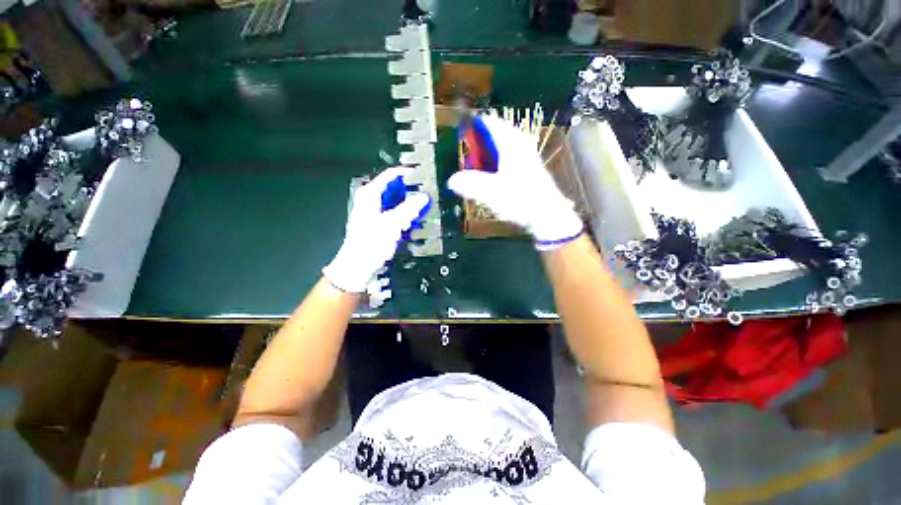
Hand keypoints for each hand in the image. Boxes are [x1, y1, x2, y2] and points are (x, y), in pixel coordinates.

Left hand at [323, 167, 429, 292]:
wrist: (359, 265)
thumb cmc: (369, 244)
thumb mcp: (392, 224)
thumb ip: (409, 209)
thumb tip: (424, 196)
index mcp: (370, 194)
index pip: (390, 175)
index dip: (407, 173)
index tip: (423, 175)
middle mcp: (371, 199)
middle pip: (395, 188)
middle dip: (410, 192)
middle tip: (426, 196)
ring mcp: (375, 211)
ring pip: (396, 201)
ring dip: (409, 205)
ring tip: (421, 210)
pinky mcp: (379, 222)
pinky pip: (395, 213)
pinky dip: (404, 215)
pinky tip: (412, 222)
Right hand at [448, 115, 582, 249]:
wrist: (548, 216)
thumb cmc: (520, 199)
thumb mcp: (491, 192)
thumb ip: (471, 185)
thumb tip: (452, 181)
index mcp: (512, 147)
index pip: (494, 126)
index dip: (481, 123)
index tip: (470, 124)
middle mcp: (522, 150)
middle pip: (503, 135)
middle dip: (488, 138)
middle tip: (476, 144)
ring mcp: (529, 161)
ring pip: (510, 148)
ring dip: (496, 151)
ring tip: (484, 159)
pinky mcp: (532, 174)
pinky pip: (515, 160)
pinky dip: (503, 162)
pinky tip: (499, 175)